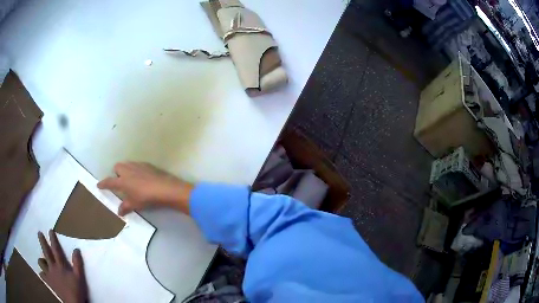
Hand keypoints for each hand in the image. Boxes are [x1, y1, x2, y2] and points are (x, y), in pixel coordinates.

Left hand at [38, 230, 87, 302]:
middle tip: (39, 233)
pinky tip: (43, 273)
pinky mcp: (49, 282)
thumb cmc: (76, 289)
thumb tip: (76, 249)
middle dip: (42, 242)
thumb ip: (78, 263)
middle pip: (46, 252)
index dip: (53, 239)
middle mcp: (52, 267)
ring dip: (41, 260)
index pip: (55, 249)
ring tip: (42, 259)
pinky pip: (42, 275)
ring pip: (41, 263)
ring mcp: (49, 275)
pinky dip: (42, 273)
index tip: (50, 230)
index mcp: (60, 265)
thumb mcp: (80, 277)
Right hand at [97, 162, 192, 215]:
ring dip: (125, 170)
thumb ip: (125, 207)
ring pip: (127, 164)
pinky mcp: (147, 164)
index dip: (103, 184)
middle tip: (120, 182)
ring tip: (130, 179)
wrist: (164, 188)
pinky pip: (137, 165)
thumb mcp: (134, 204)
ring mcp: (137, 165)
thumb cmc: (146, 197)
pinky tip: (141, 177)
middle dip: (116, 173)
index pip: (109, 182)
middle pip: (117, 167)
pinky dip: (135, 170)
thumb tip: (119, 212)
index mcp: (122, 181)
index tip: (98, 185)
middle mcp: (127, 170)